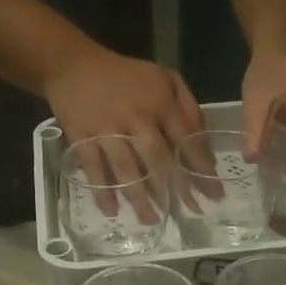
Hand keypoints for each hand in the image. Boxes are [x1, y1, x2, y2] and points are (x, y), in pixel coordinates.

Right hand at [46, 43, 204, 218]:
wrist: (71, 63)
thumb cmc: (125, 76)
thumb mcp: (164, 78)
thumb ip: (188, 107)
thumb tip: (204, 143)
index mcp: (159, 103)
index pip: (186, 139)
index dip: (201, 167)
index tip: (214, 193)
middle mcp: (135, 118)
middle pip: (158, 159)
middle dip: (175, 188)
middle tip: (189, 213)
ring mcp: (107, 129)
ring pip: (126, 168)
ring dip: (140, 197)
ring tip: (152, 220)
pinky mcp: (81, 137)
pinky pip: (93, 168)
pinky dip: (102, 190)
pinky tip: (112, 211)